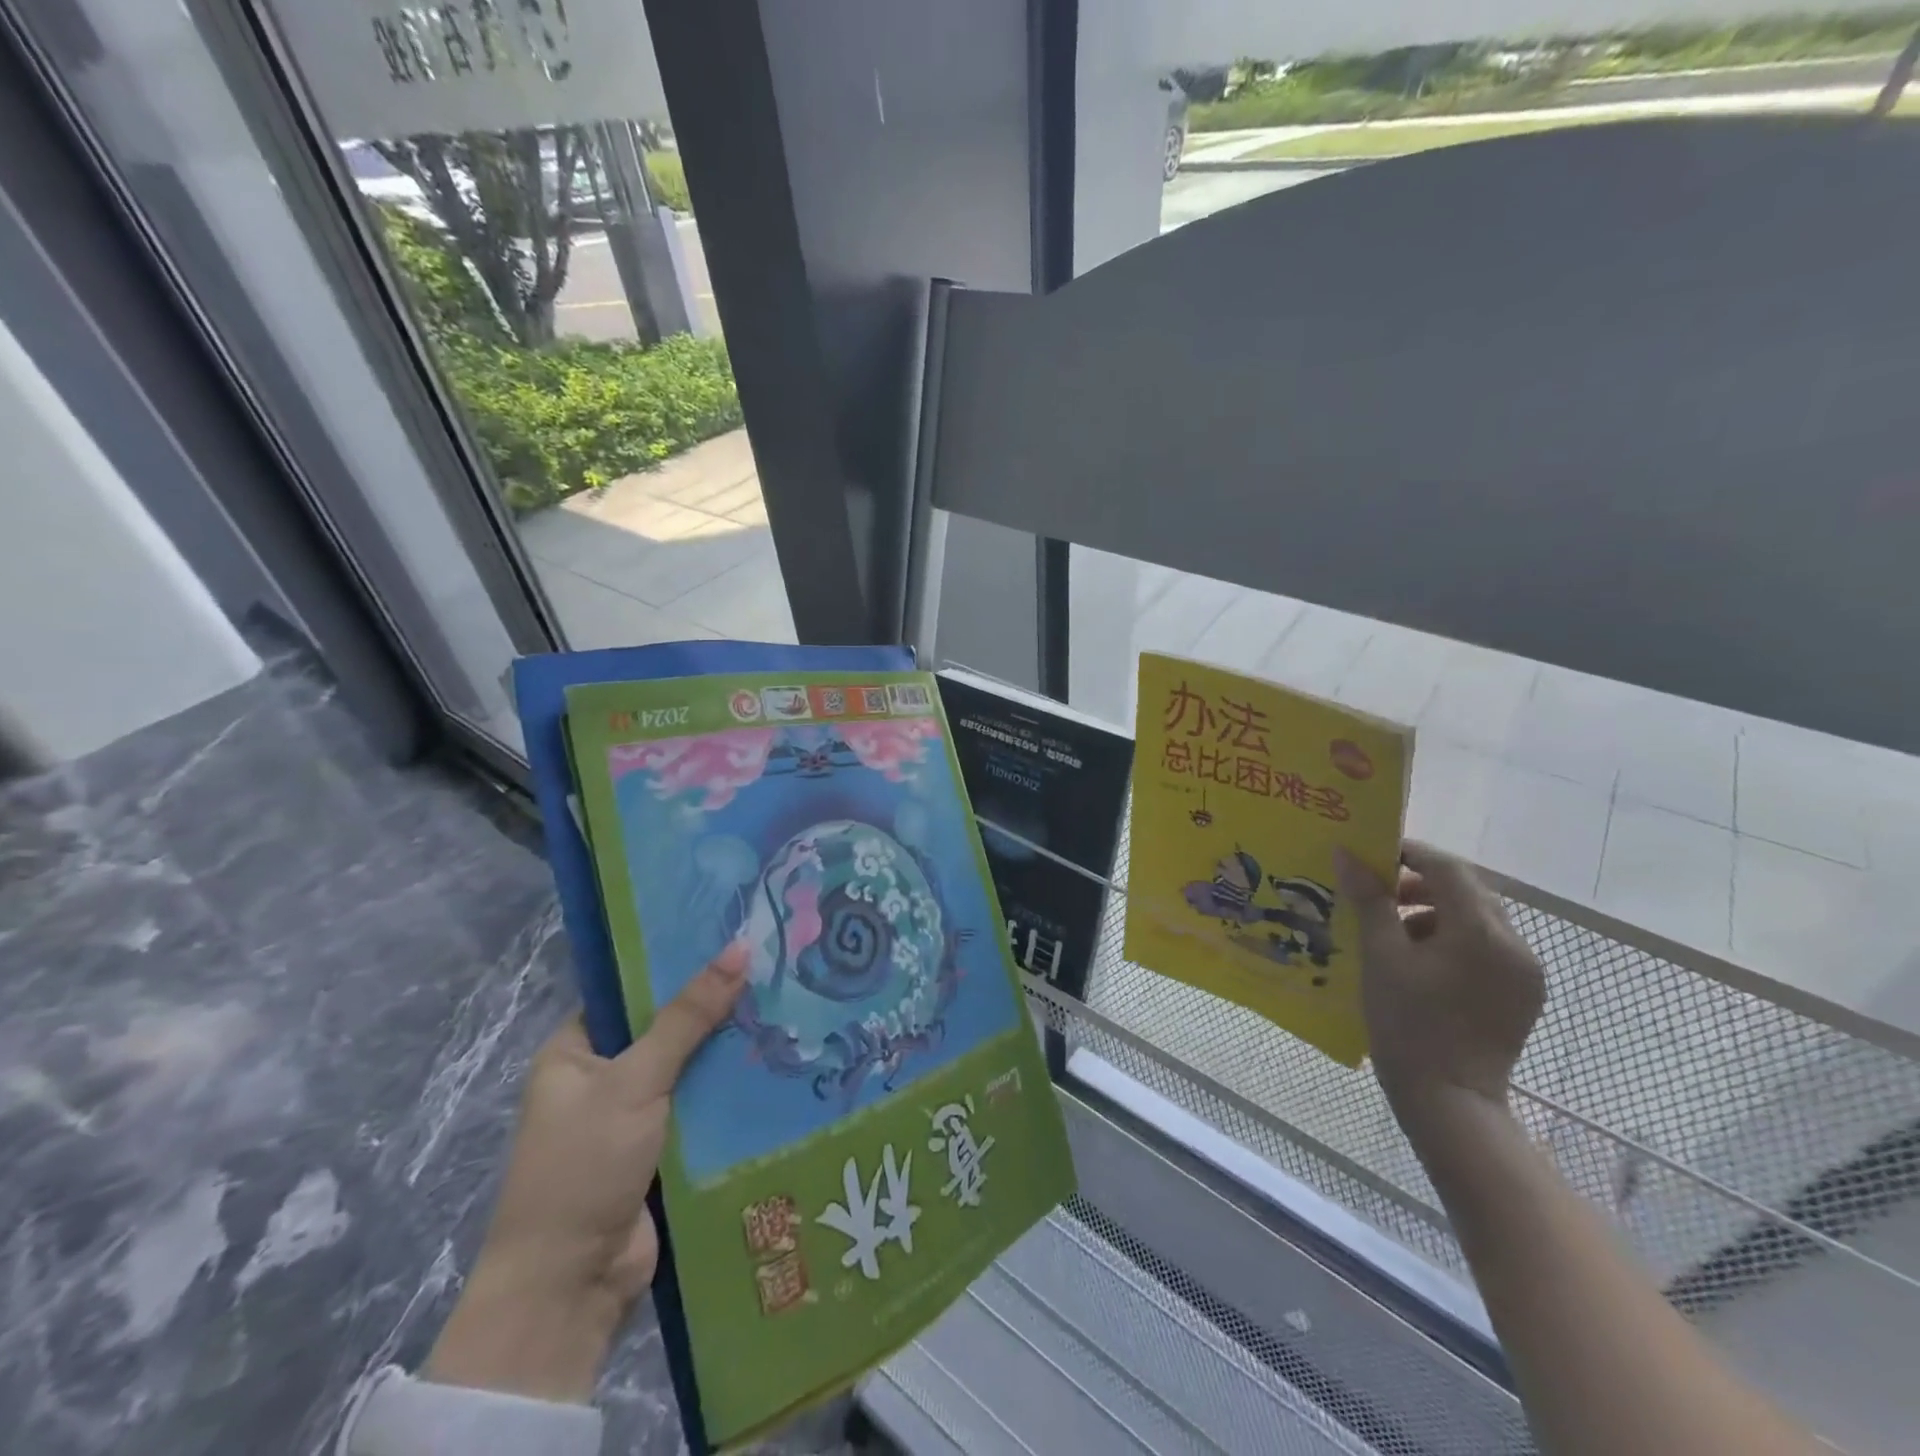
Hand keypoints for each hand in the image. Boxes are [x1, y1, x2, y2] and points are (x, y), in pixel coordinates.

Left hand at [425, 943, 746, 1401]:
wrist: (570, 1288)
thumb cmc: (584, 1166)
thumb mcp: (634, 1080)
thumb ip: (688, 1016)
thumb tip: (741, 946)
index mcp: (576, 1051)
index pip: (631, 989)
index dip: (677, 961)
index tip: (732, 932)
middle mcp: (605, 1077)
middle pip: (669, 1026)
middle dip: (716, 1004)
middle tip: (774, 961)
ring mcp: (637, 1115)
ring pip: (693, 1065)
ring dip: (731, 1046)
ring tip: (790, 998)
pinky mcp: (667, 1148)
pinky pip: (705, 1104)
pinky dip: (735, 1087)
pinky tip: (783, 1056)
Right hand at [1333, 841, 1544, 1128]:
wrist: (1449, 1101)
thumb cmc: (1407, 1024)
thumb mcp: (1380, 957)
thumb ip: (1370, 900)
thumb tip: (1348, 855)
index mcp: (1481, 932)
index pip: (1449, 869)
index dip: (1410, 853)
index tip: (1372, 855)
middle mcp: (1515, 945)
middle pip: (1469, 890)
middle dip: (1422, 882)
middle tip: (1378, 891)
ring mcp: (1526, 971)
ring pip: (1479, 918)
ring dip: (1437, 910)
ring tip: (1394, 930)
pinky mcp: (1524, 993)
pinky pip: (1489, 946)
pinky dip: (1455, 938)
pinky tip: (1422, 960)